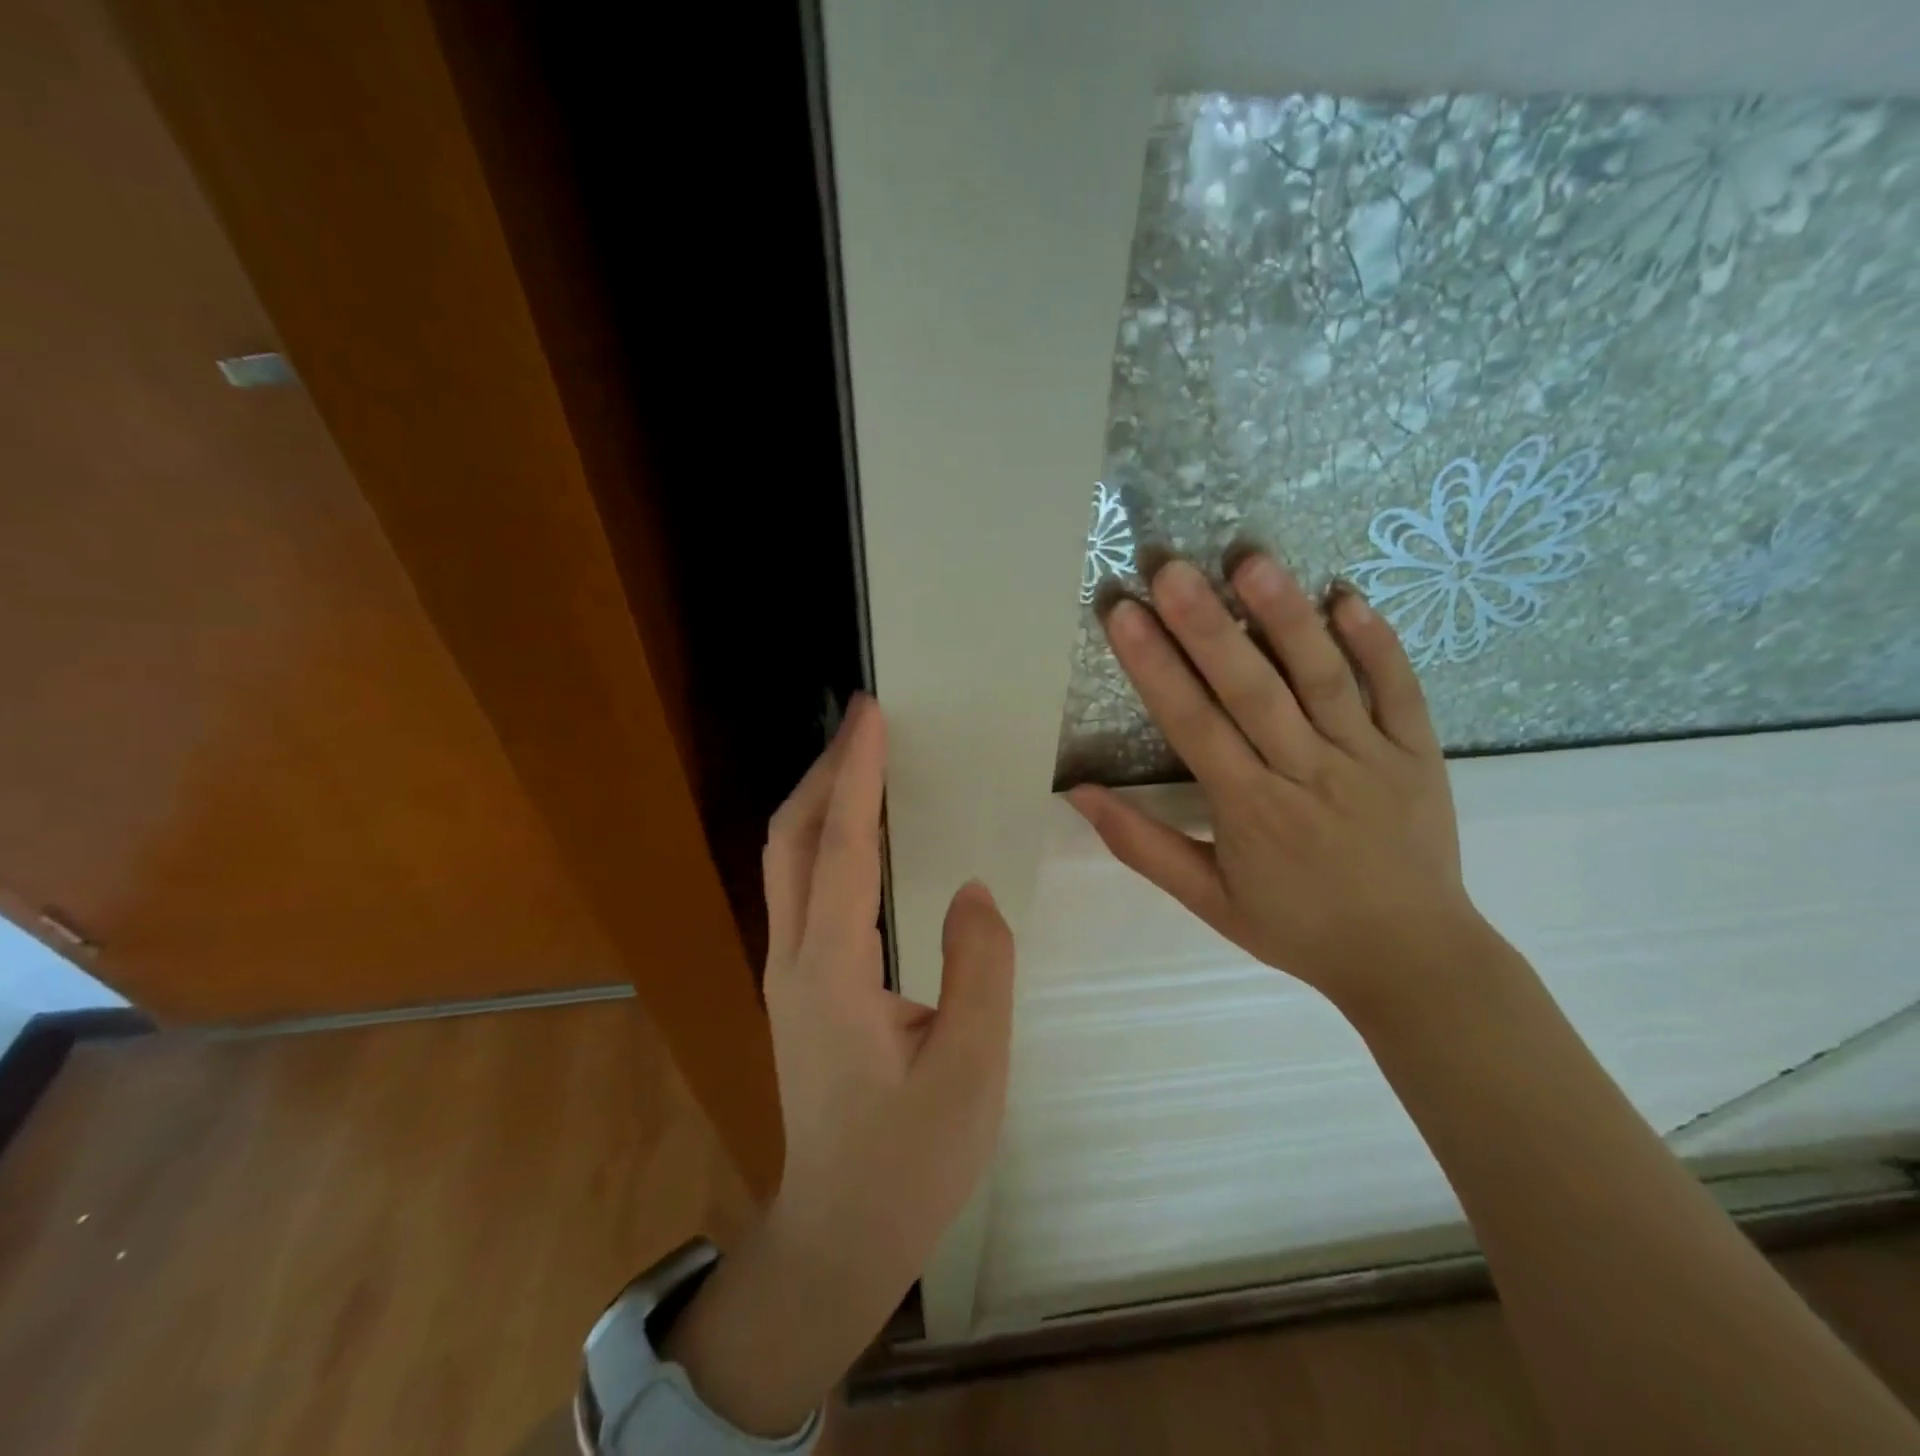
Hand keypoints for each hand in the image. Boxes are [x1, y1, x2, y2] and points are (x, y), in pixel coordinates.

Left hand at [664, 693, 1014, 1435]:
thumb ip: (978, 968)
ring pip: (786, 860)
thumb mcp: (971, 1070)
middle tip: (867, 721)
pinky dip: (825, 838)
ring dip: (821, 800)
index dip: (857, 774)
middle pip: (792, 839)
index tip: (872, 715)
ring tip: (864, 759)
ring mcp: (786, 972)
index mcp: (833, 973)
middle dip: (827, 770)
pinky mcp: (796, 985)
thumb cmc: (909, 1163)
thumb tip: (968, 889)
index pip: (843, 848)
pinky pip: (801, 887)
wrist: (838, 1235)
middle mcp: (793, 959)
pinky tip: (859, 833)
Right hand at [1067, 550, 1479, 1015]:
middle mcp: (1307, 773)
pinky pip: (1400, 690)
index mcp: (1250, 810)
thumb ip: (1141, 845)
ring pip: (1324, 678)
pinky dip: (1377, 642)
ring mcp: (1370, 758)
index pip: (1193, 725)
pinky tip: (1346, 595)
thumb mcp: (1207, 900)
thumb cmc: (1297, 928)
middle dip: (1207, 625)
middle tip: (1171, 568)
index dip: (1154, 667)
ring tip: (1250, 560)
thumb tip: (1078, 794)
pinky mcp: (1418, 753)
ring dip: (1286, 617)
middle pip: (1252, 689)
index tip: (1123, 615)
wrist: (1412, 960)